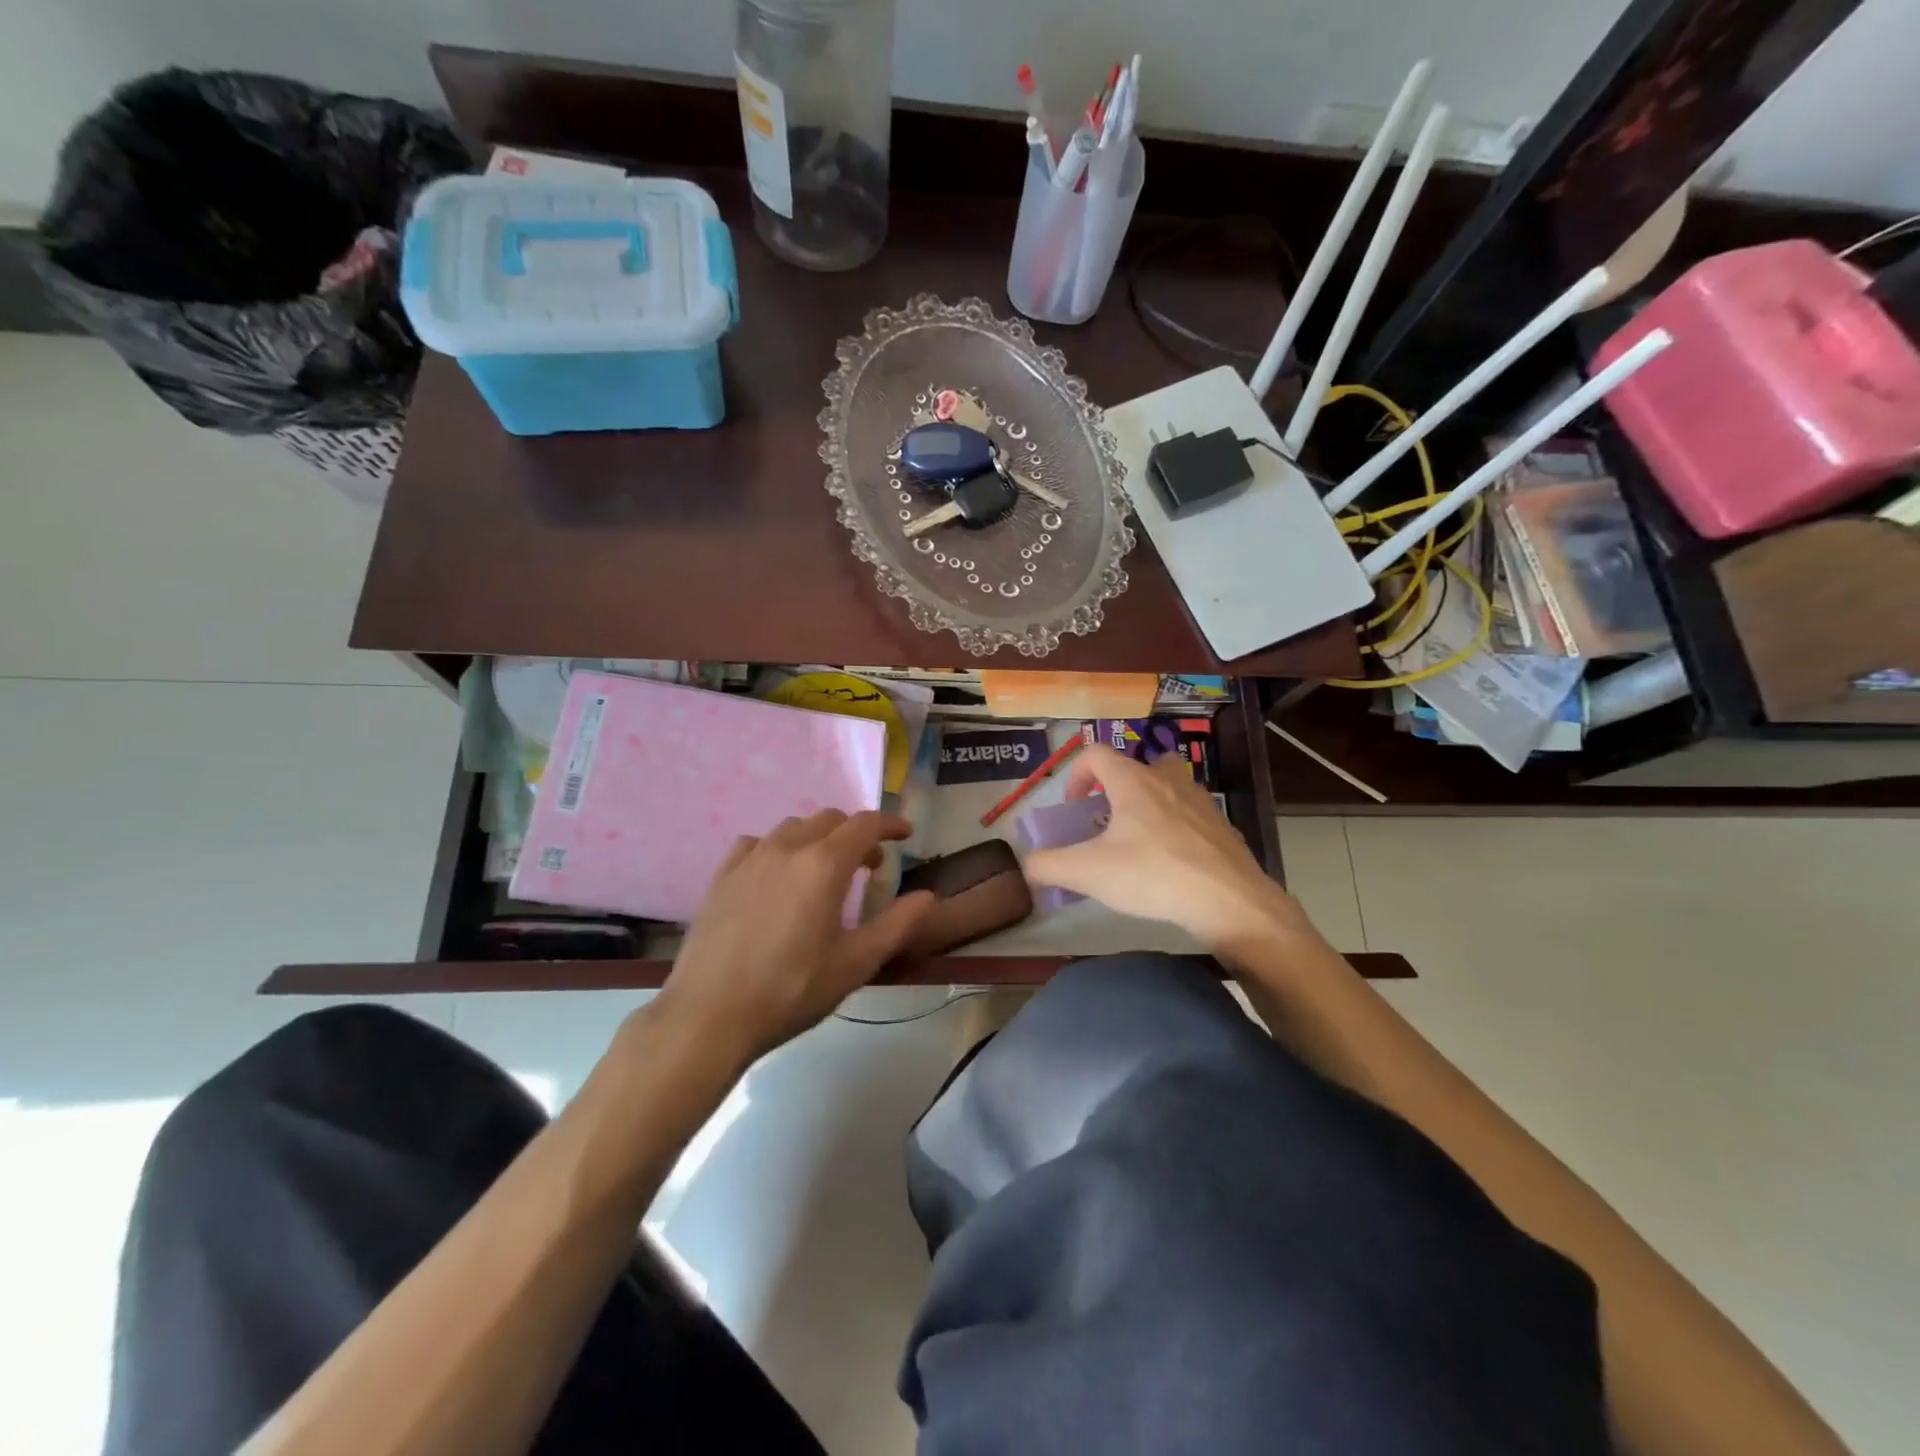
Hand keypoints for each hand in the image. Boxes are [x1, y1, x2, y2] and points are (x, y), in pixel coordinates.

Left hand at [656, 810, 935, 1062]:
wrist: (709, 1016)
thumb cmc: (791, 991)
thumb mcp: (854, 964)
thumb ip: (896, 925)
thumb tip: (928, 897)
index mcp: (824, 865)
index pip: (865, 824)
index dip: (890, 824)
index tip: (905, 835)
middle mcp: (787, 848)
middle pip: (830, 819)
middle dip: (856, 834)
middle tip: (869, 866)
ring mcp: (750, 858)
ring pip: (793, 827)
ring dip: (818, 838)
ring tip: (823, 871)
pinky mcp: (722, 875)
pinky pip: (756, 843)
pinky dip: (778, 848)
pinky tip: (777, 876)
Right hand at [1022, 745, 1307, 950]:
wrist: (1229, 901)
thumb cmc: (1152, 875)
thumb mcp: (1088, 873)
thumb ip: (1049, 866)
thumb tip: (1027, 866)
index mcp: (1133, 781)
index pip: (1096, 754)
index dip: (1077, 774)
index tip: (1073, 807)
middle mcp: (1167, 780)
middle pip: (1137, 766)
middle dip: (1117, 788)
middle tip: (1108, 821)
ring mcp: (1200, 802)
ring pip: (1168, 787)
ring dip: (1149, 805)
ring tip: (1139, 842)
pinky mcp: (1223, 827)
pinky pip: (1191, 816)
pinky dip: (1176, 829)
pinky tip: (1171, 865)